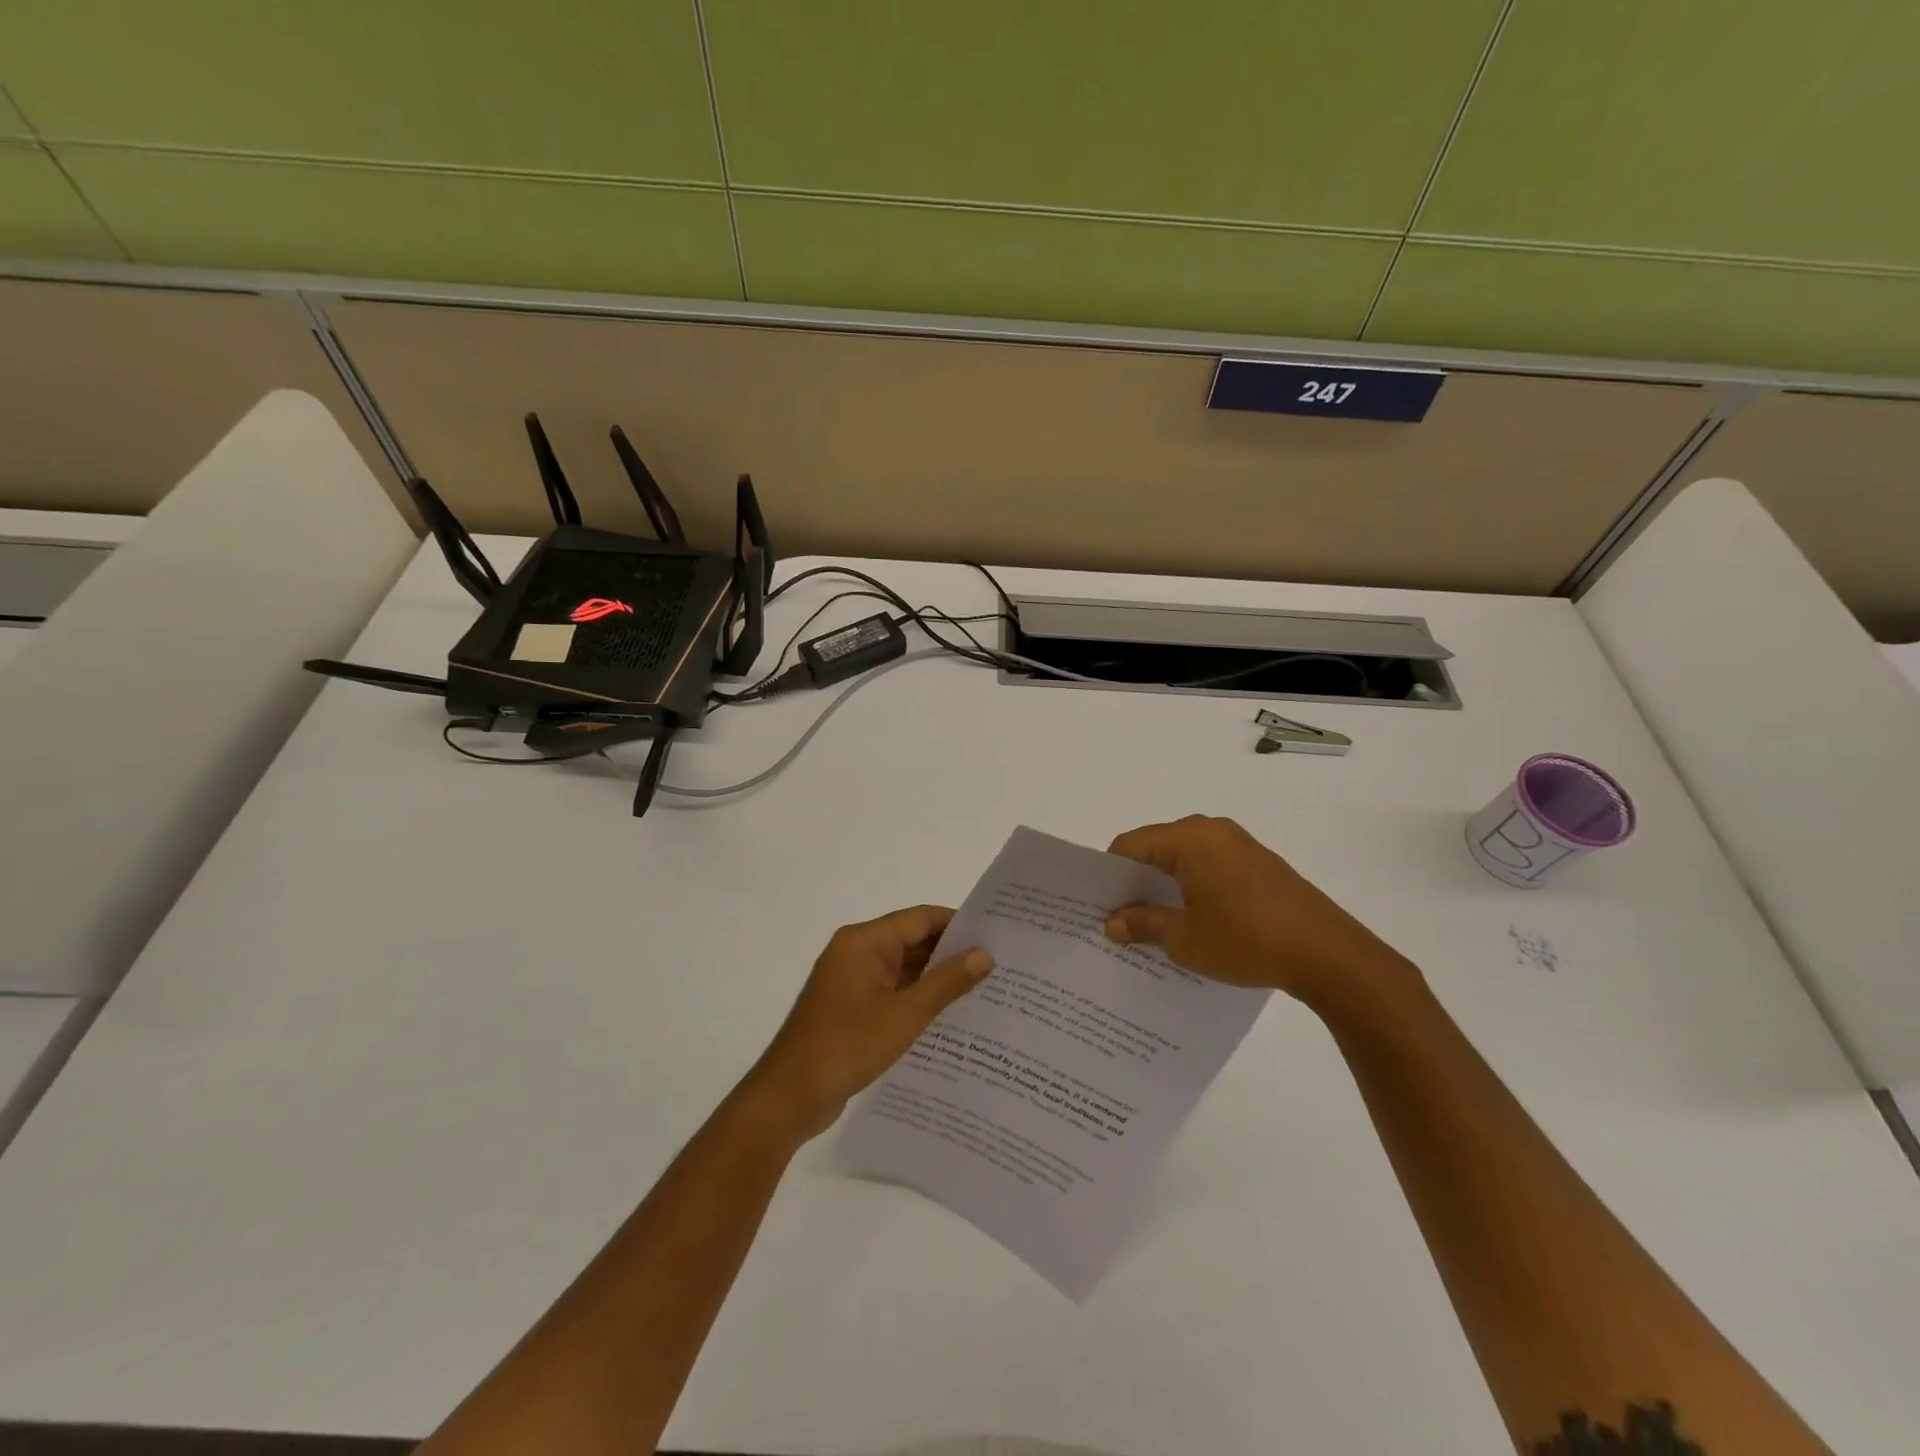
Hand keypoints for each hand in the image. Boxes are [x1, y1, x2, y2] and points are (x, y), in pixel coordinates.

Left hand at [744, 905, 992, 1141]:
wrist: (789, 1098)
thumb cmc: (846, 1046)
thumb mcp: (905, 1014)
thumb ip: (946, 982)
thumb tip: (984, 954)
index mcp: (864, 941)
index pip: (920, 918)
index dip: (958, 924)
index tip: (996, 935)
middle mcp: (856, 953)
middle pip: (912, 941)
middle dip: (951, 953)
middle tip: (998, 965)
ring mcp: (852, 982)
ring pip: (904, 970)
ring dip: (936, 979)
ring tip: (985, 990)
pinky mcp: (851, 1009)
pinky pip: (892, 993)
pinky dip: (918, 999)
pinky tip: (950, 1017)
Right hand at [1103, 815, 1412, 1008]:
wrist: (1330, 955)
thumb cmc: (1247, 941)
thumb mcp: (1184, 939)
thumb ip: (1142, 924)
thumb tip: (1111, 922)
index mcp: (1190, 838)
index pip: (1130, 845)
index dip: (1110, 874)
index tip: (1099, 905)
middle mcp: (1213, 830)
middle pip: (1156, 847)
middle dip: (1135, 880)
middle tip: (1119, 916)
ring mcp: (1240, 844)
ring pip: (1184, 857)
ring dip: (1165, 885)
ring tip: (1153, 923)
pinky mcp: (1260, 863)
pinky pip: (1210, 865)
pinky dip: (1192, 886)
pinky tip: (1193, 920)